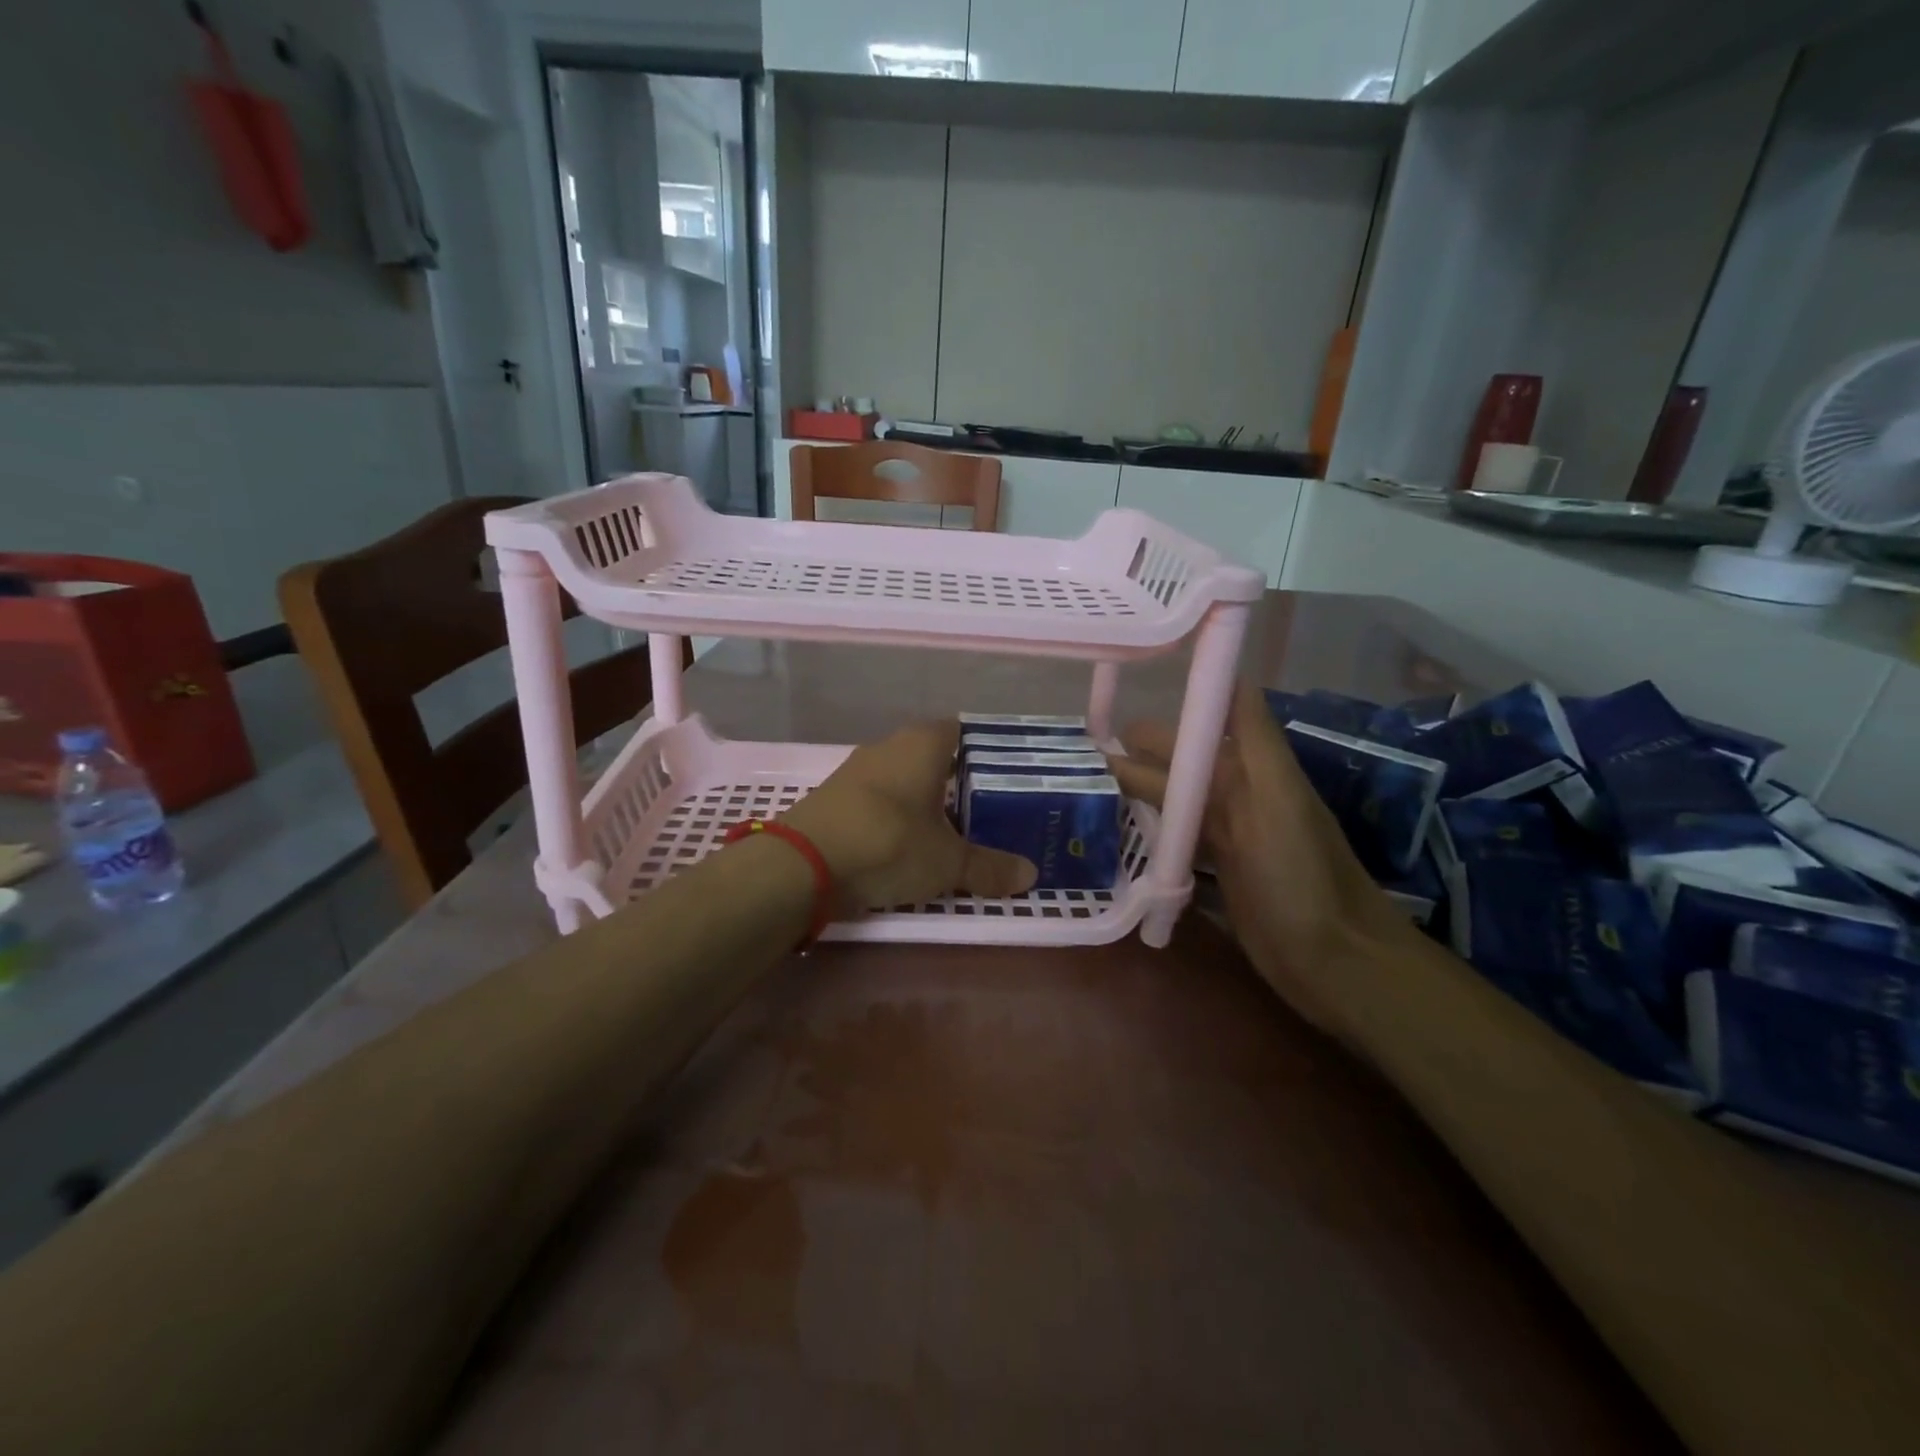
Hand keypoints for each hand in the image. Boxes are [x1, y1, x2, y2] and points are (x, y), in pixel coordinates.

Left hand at [782, 720, 1036, 912]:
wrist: (803, 864)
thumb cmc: (889, 843)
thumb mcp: (948, 863)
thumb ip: (989, 867)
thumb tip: (1030, 876)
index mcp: (923, 743)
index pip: (961, 731)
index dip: (983, 751)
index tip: (1003, 776)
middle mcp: (889, 745)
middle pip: (932, 756)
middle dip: (956, 781)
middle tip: (985, 810)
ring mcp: (856, 769)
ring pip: (902, 778)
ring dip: (922, 800)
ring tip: (950, 831)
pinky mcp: (834, 796)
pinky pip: (877, 799)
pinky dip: (893, 815)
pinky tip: (904, 843)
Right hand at [1105, 681, 1404, 1035]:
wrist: (1333, 960)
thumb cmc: (1303, 874)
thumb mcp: (1281, 796)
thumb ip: (1254, 735)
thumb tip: (1229, 668)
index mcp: (1249, 770)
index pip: (1195, 730)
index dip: (1157, 720)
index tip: (1103, 715)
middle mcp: (1235, 796)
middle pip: (1176, 767)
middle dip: (1132, 759)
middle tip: (1076, 763)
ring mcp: (1224, 837)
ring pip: (1171, 803)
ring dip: (1133, 794)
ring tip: (1085, 792)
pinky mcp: (1216, 873)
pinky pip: (1174, 841)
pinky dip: (1147, 831)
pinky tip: (1116, 831)